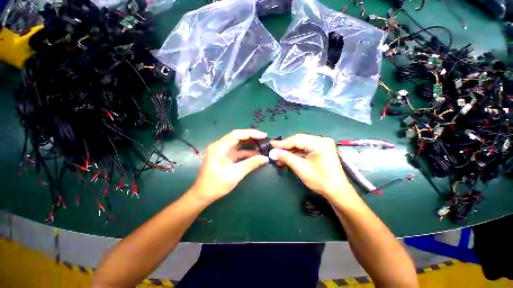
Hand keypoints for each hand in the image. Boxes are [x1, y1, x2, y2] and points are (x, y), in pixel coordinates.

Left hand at [190, 129, 268, 203]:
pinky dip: (246, 152)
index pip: (237, 134)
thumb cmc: (217, 184)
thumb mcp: (236, 173)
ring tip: (262, 146)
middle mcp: (220, 146)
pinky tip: (256, 154)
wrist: (203, 195)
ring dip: (250, 145)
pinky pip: (237, 151)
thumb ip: (251, 164)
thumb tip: (265, 158)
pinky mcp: (225, 157)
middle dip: (252, 138)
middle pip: (238, 137)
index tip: (263, 136)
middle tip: (264, 139)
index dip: (251, 133)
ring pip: (238, 144)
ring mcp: (222, 151)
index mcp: (219, 147)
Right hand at [270, 134, 354, 197]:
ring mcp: (320, 145)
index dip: (282, 143)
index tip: (271, 144)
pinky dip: (295, 154)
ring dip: (289, 152)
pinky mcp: (319, 151)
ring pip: (300, 146)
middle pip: (298, 141)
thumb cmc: (320, 180)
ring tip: (278, 157)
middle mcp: (321, 140)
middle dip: (285, 148)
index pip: (297, 139)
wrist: (336, 192)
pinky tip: (287, 158)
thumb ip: (286, 157)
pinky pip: (304, 150)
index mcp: (319, 142)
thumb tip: (272, 152)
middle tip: (274, 152)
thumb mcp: (301, 168)